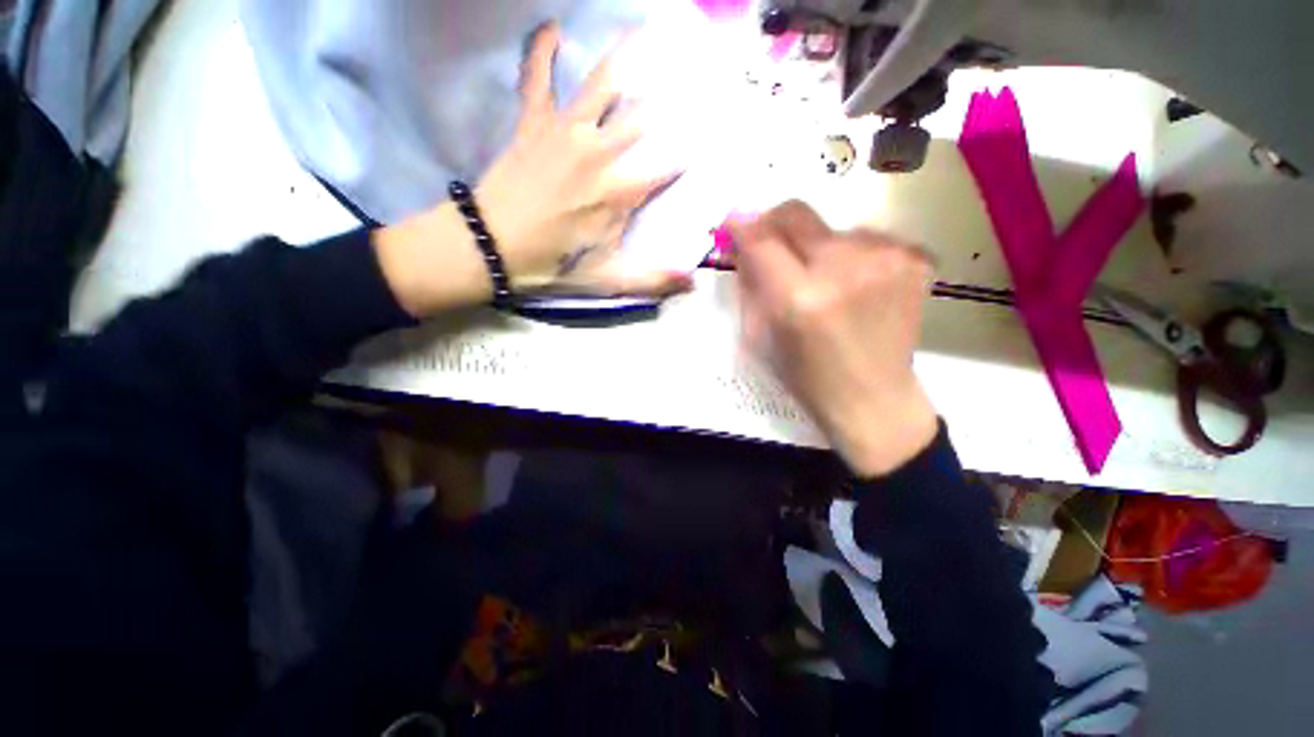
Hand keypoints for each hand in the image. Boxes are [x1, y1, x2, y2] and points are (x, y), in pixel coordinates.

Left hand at [374, 22, 690, 316]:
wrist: (489, 247)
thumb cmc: (552, 265)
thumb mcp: (607, 280)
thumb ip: (652, 281)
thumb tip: (693, 285)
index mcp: (620, 193)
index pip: (670, 166)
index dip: (695, 151)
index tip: (715, 136)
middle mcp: (600, 153)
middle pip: (644, 116)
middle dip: (673, 96)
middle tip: (695, 72)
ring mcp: (565, 132)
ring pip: (601, 83)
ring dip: (625, 56)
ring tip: (646, 31)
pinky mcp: (533, 123)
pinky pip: (537, 76)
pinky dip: (541, 50)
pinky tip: (552, 29)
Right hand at [733, 201, 938, 476]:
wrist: (873, 398)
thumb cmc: (806, 376)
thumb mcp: (758, 336)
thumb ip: (749, 283)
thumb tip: (741, 242)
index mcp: (799, 298)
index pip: (761, 238)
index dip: (741, 225)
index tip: (732, 224)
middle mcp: (845, 268)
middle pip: (797, 213)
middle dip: (773, 223)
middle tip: (769, 244)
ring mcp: (887, 259)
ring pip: (830, 226)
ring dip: (815, 246)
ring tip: (821, 279)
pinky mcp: (915, 258)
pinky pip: (864, 237)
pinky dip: (849, 254)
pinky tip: (853, 284)